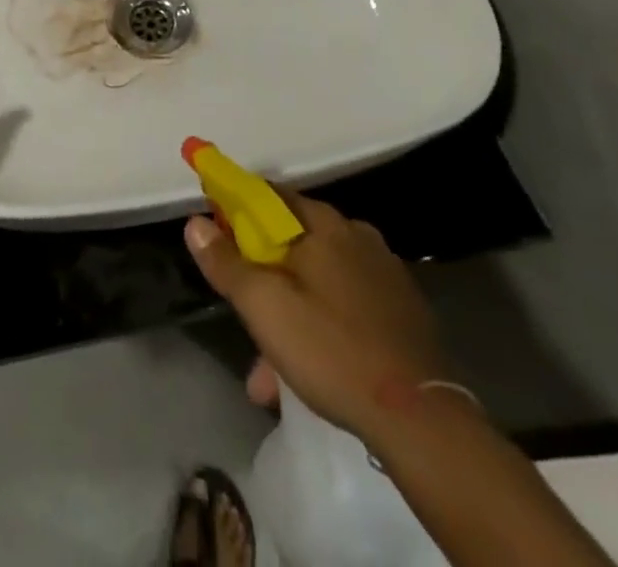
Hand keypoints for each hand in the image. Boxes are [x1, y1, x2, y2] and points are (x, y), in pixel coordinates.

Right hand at [184, 192, 448, 435]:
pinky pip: (347, 307)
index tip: (216, 231)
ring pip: (319, 281)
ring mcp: (384, 274)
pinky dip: (323, 326)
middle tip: (244, 311)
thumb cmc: (332, 349)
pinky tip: (311, 371)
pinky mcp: (403, 312)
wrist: (422, 420)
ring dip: (290, 312)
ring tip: (269, 370)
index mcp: (323, 224)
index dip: (237, 208)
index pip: (268, 196)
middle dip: (263, 275)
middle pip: (293, 242)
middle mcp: (356, 236)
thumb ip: (226, 263)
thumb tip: (195, 222)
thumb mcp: (264, 307)